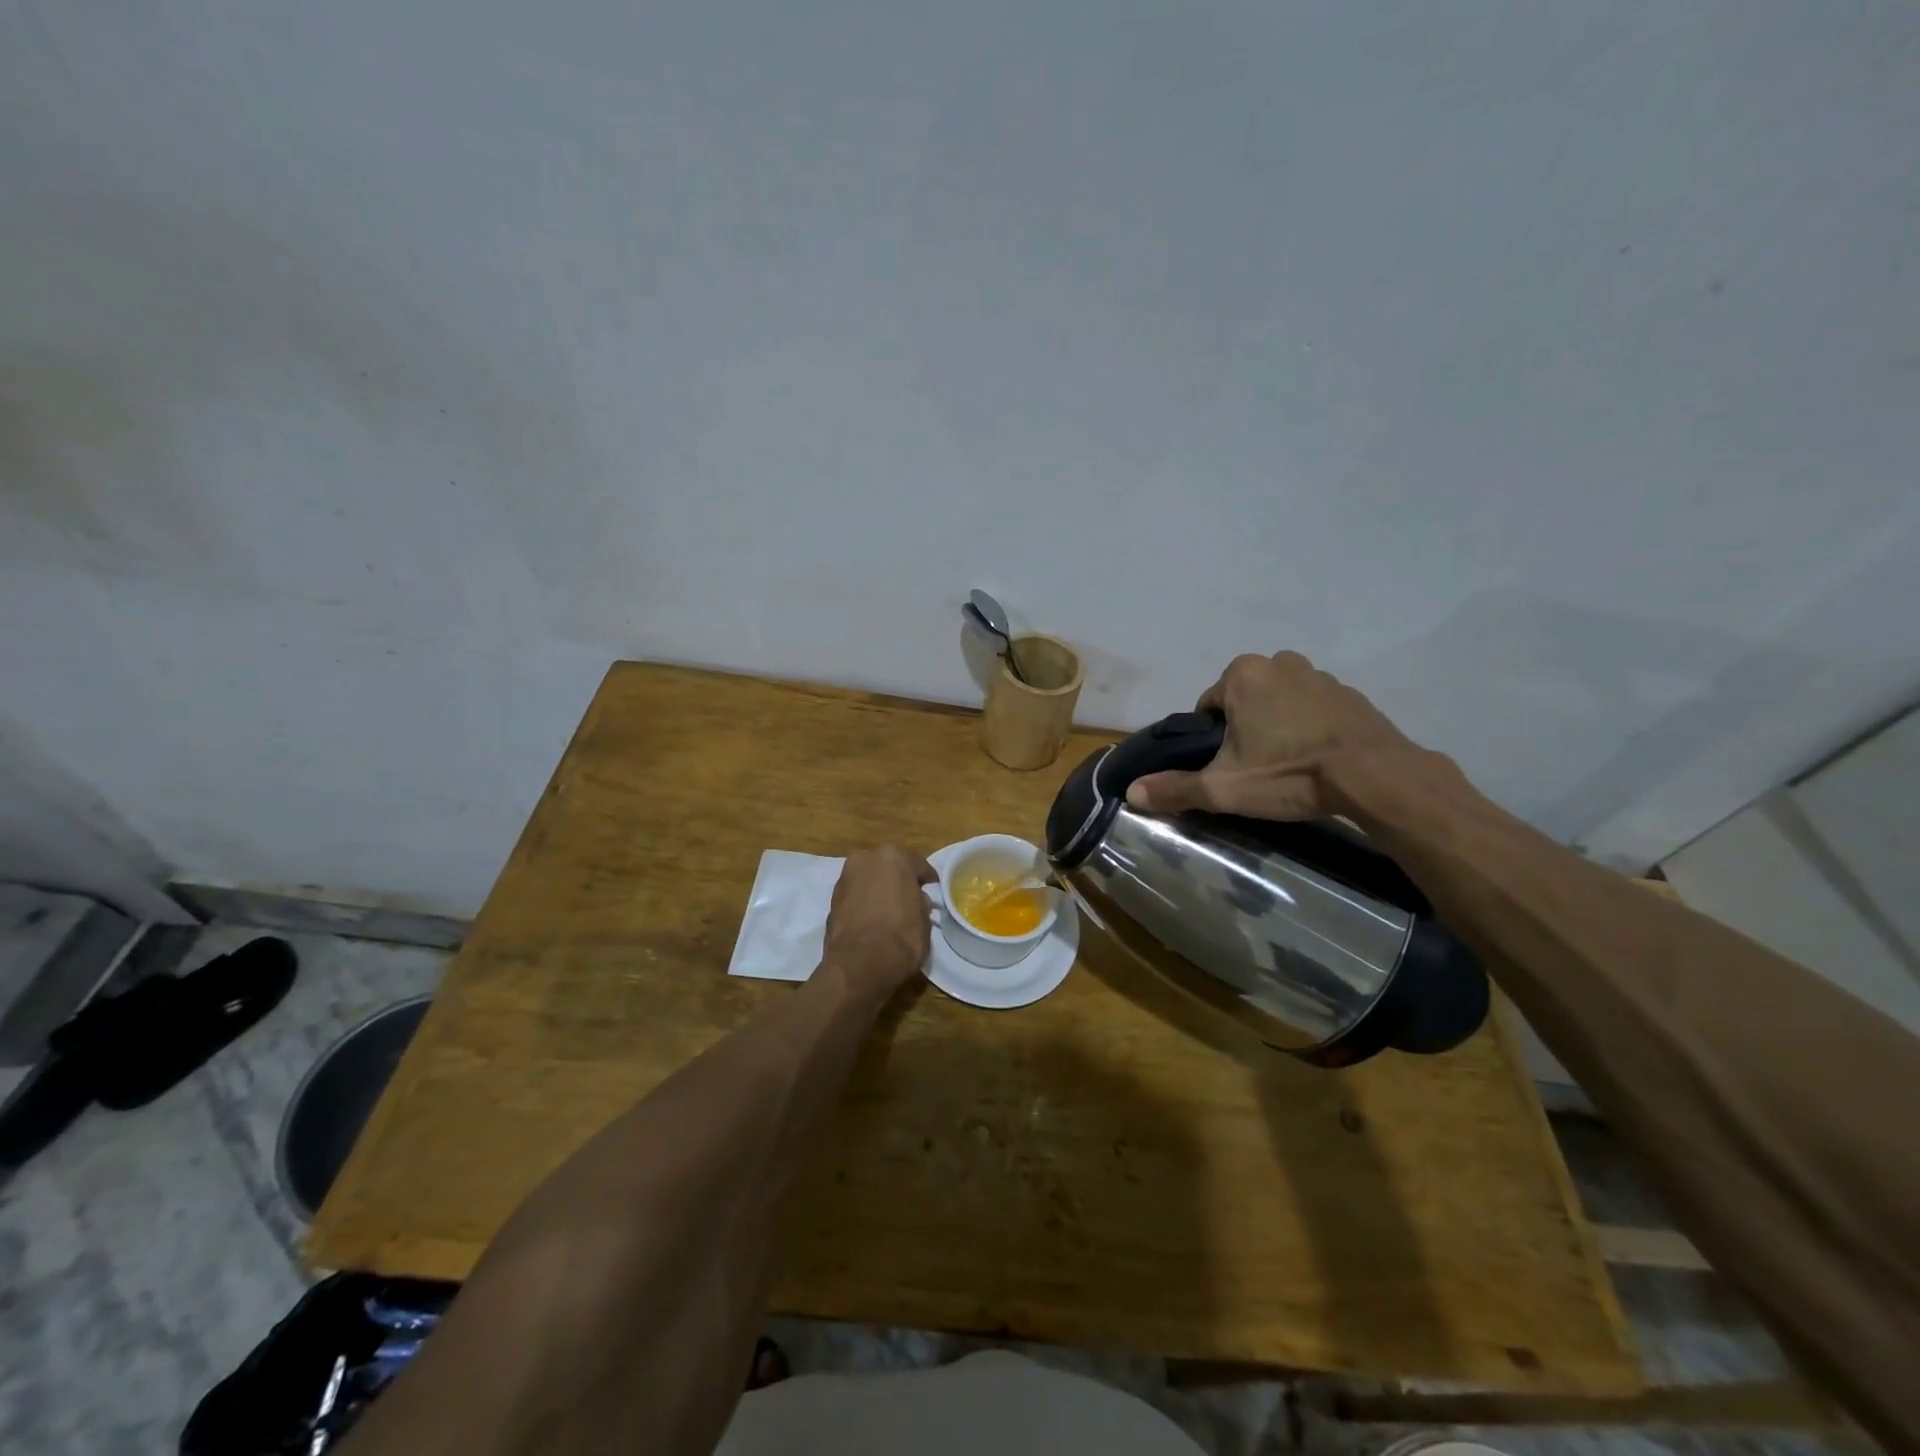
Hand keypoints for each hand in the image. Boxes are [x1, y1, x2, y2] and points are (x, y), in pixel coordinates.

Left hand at [821, 846, 937, 997]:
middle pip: (888, 866)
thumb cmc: (900, 939)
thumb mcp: (924, 921)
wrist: (858, 966)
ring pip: (869, 879)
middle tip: (908, 899)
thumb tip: (915, 901)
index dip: (926, 880)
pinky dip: (863, 903)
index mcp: (893, 856)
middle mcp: (866, 859)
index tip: (931, 891)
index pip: (917, 864)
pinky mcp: (831, 899)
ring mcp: (845, 878)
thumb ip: (919, 904)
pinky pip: (855, 896)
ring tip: (888, 911)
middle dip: (898, 880)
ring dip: (878, 890)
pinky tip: (871, 920)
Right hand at [1127, 651, 1429, 821]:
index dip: (1212, 740)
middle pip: (1243, 702)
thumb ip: (1175, 788)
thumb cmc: (1290, 773)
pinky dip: (1308, 728)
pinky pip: (1312, 709)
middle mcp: (1279, 662)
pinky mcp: (1349, 694)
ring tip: (1288, 767)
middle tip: (1256, 769)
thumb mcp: (1224, 788)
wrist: (1376, 776)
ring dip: (1276, 727)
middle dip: (1244, 731)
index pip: (1208, 707)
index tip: (1228, 767)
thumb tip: (1131, 793)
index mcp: (1242, 674)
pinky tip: (1316, 759)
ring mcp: (1319, 675)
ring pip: (1278, 703)